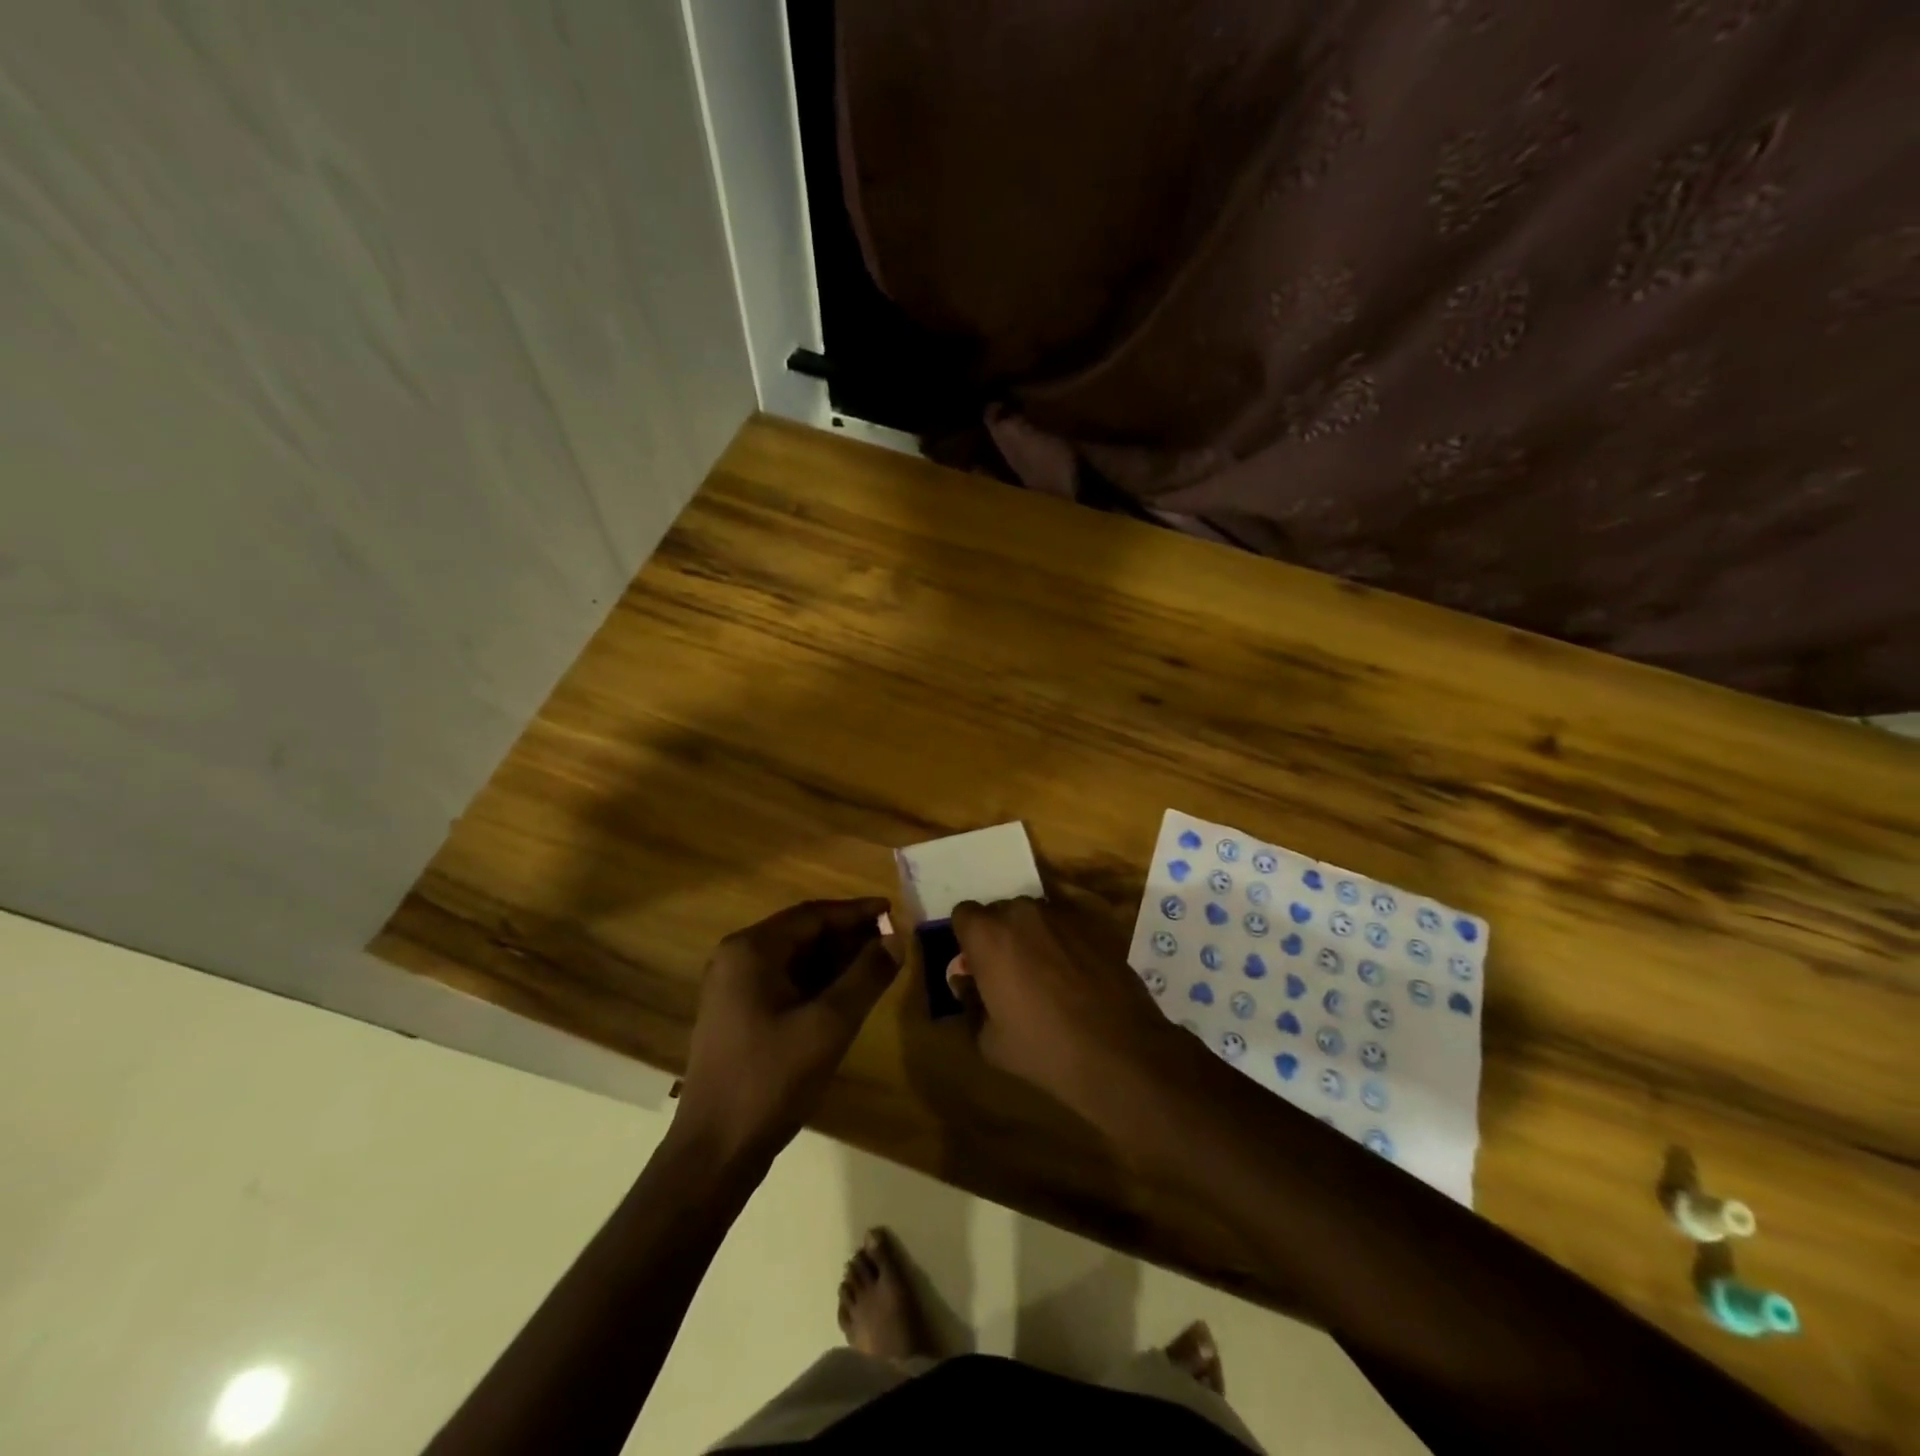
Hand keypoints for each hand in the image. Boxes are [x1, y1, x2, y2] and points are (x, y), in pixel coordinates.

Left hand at [675, 898, 899, 1164]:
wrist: (715, 1150)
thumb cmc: (772, 1079)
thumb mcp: (830, 1024)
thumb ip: (867, 976)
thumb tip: (896, 939)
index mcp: (751, 950)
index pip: (812, 915)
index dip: (856, 912)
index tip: (893, 911)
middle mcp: (737, 958)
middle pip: (802, 933)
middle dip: (848, 935)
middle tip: (891, 941)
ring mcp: (733, 988)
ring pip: (794, 959)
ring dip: (835, 959)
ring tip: (877, 964)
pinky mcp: (737, 1014)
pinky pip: (784, 982)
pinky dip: (817, 981)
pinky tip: (846, 993)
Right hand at [950, 894, 1187, 1130]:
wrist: (1119, 1050)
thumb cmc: (1044, 1048)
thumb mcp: (989, 1040)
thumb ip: (970, 1002)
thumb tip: (967, 983)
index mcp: (988, 935)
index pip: (963, 914)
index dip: (968, 940)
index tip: (977, 967)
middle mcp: (1022, 912)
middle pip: (999, 912)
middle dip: (999, 936)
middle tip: (1009, 974)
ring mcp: (1062, 915)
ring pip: (1034, 917)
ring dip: (1031, 937)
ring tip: (1046, 976)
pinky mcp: (1094, 924)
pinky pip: (1065, 926)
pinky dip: (1063, 943)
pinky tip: (1075, 977)